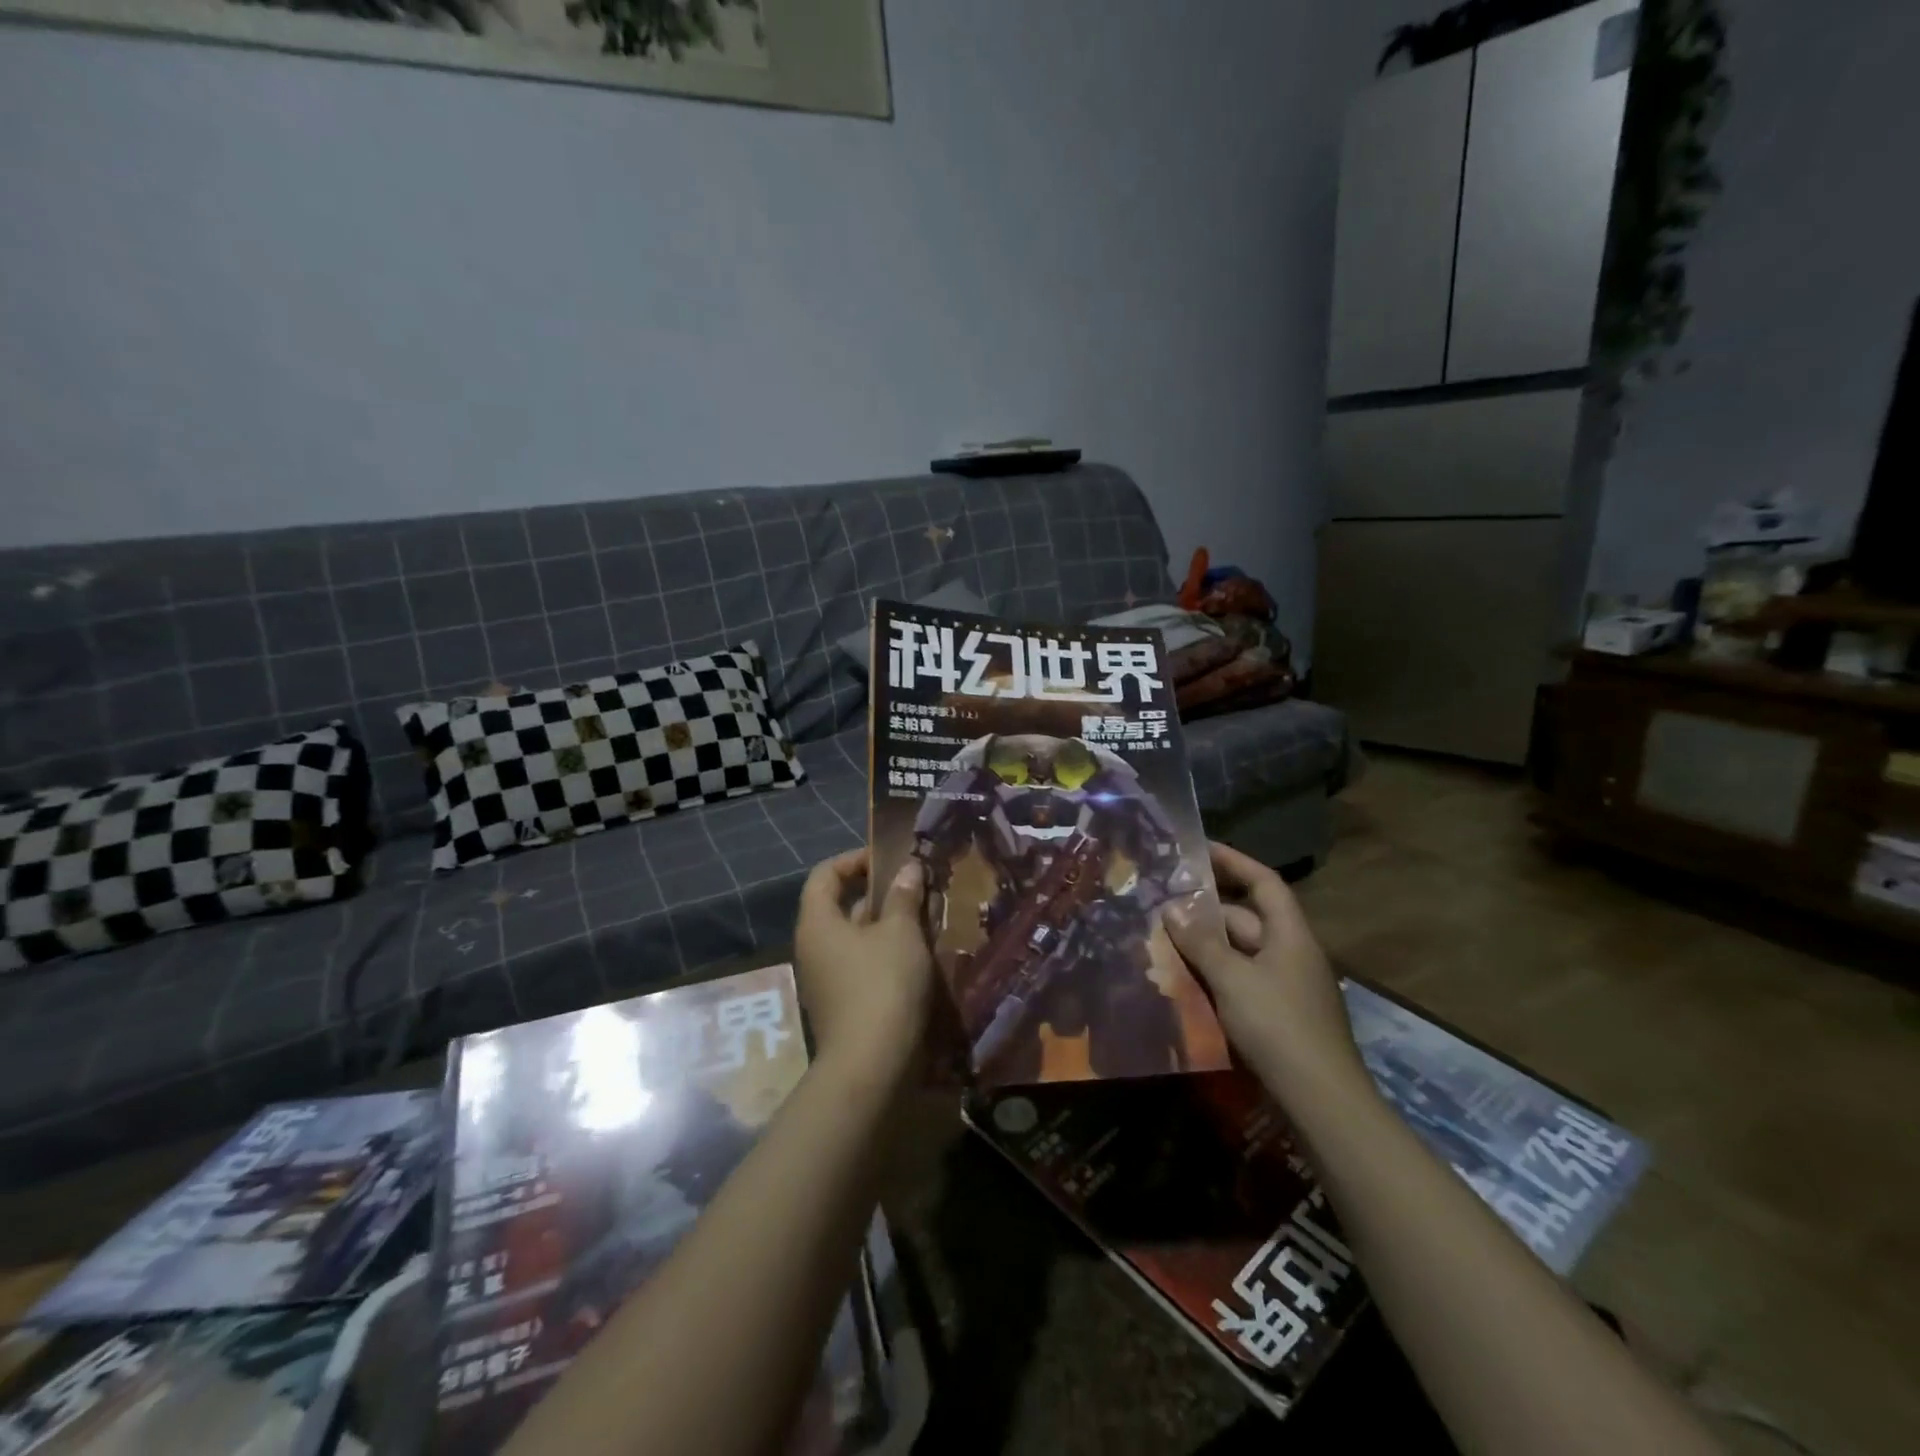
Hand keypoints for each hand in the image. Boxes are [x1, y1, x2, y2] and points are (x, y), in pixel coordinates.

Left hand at [792, 850, 935, 1075]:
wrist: (871, 1066)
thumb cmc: (882, 984)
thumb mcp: (900, 933)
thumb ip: (903, 896)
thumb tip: (908, 867)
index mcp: (817, 922)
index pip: (825, 874)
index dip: (854, 860)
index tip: (890, 861)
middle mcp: (813, 948)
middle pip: (841, 906)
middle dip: (879, 894)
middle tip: (916, 889)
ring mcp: (826, 979)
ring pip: (856, 939)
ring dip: (887, 926)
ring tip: (925, 919)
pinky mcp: (843, 1005)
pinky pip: (862, 966)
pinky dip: (886, 955)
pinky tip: (918, 957)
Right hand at [1164, 841, 1367, 1097]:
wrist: (1321, 1099)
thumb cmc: (1278, 1025)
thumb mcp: (1233, 978)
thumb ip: (1201, 943)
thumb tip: (1172, 909)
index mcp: (1290, 934)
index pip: (1264, 882)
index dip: (1234, 861)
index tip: (1199, 849)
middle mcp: (1291, 953)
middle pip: (1247, 917)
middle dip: (1206, 909)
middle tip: (1163, 902)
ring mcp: (1286, 986)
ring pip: (1240, 952)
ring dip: (1206, 945)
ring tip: (1163, 939)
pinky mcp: (1279, 1015)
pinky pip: (1241, 980)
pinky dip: (1214, 975)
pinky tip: (1184, 981)